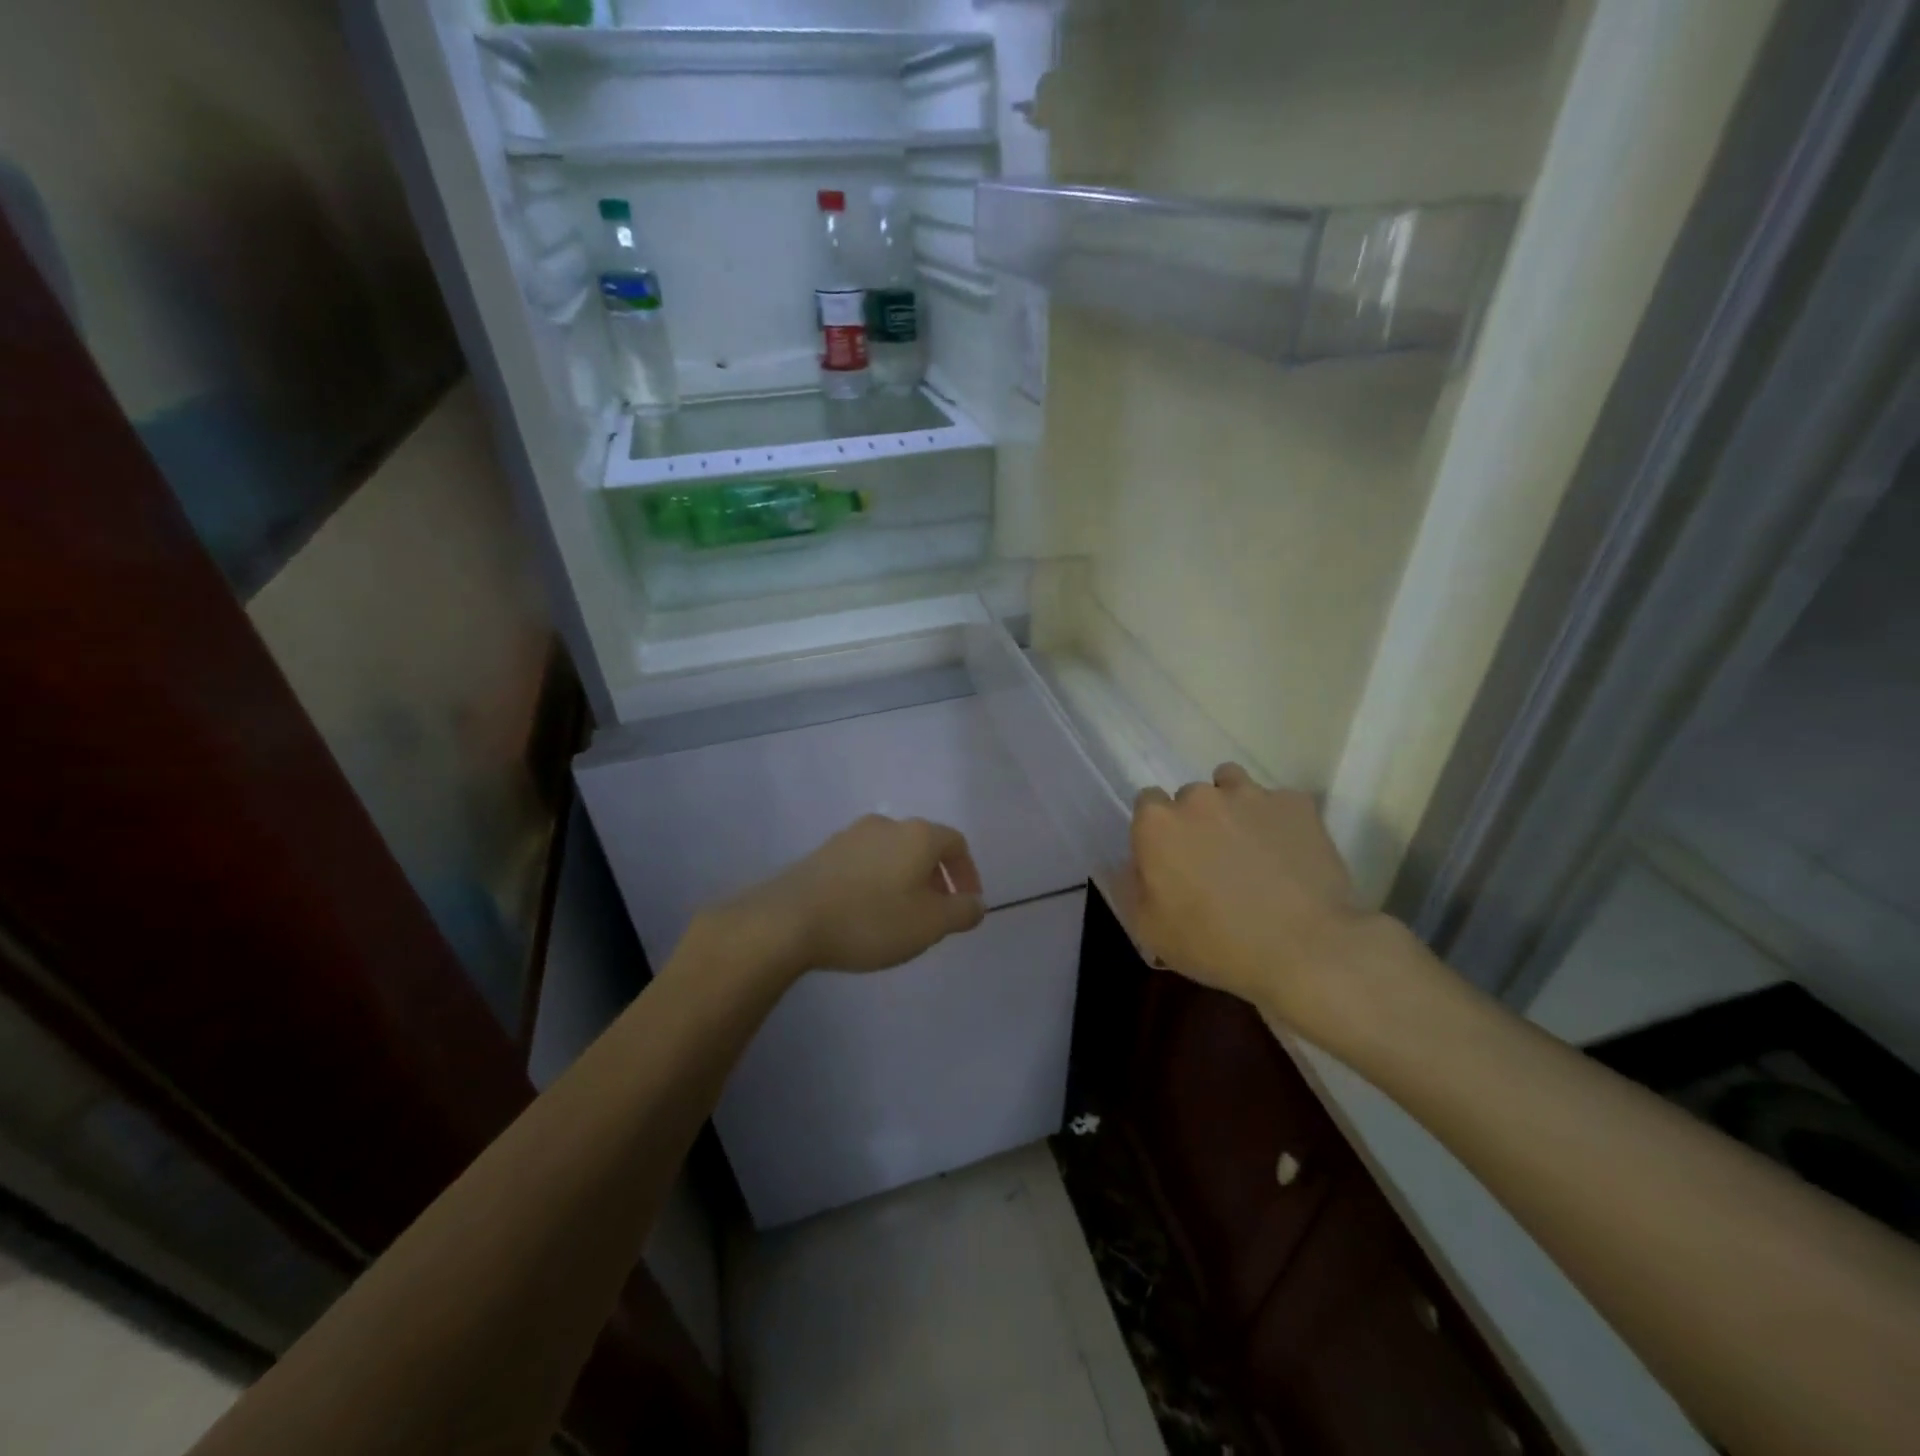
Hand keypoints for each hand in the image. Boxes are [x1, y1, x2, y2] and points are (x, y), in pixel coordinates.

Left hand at [732, 815, 986, 974]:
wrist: (788, 920)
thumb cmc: (870, 919)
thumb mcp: (929, 924)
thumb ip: (961, 912)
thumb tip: (976, 903)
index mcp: (917, 835)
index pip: (956, 843)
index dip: (967, 873)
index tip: (965, 904)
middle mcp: (886, 825)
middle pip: (923, 846)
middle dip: (935, 879)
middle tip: (935, 914)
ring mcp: (850, 836)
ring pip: (892, 854)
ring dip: (904, 881)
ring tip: (900, 918)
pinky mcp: (823, 853)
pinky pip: (863, 863)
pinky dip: (876, 883)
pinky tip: (865, 913)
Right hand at [1131, 764, 1373, 1029]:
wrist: (1307, 949)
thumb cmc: (1217, 944)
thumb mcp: (1151, 930)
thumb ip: (1131, 887)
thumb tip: (1132, 864)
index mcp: (1158, 823)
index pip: (1146, 803)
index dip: (1157, 832)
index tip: (1170, 861)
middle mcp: (1200, 797)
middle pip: (1189, 796)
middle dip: (1196, 821)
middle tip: (1212, 862)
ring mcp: (1251, 795)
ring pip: (1231, 785)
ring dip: (1232, 808)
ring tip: (1248, 846)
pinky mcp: (1297, 804)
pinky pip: (1277, 802)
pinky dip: (1276, 821)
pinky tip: (1287, 854)